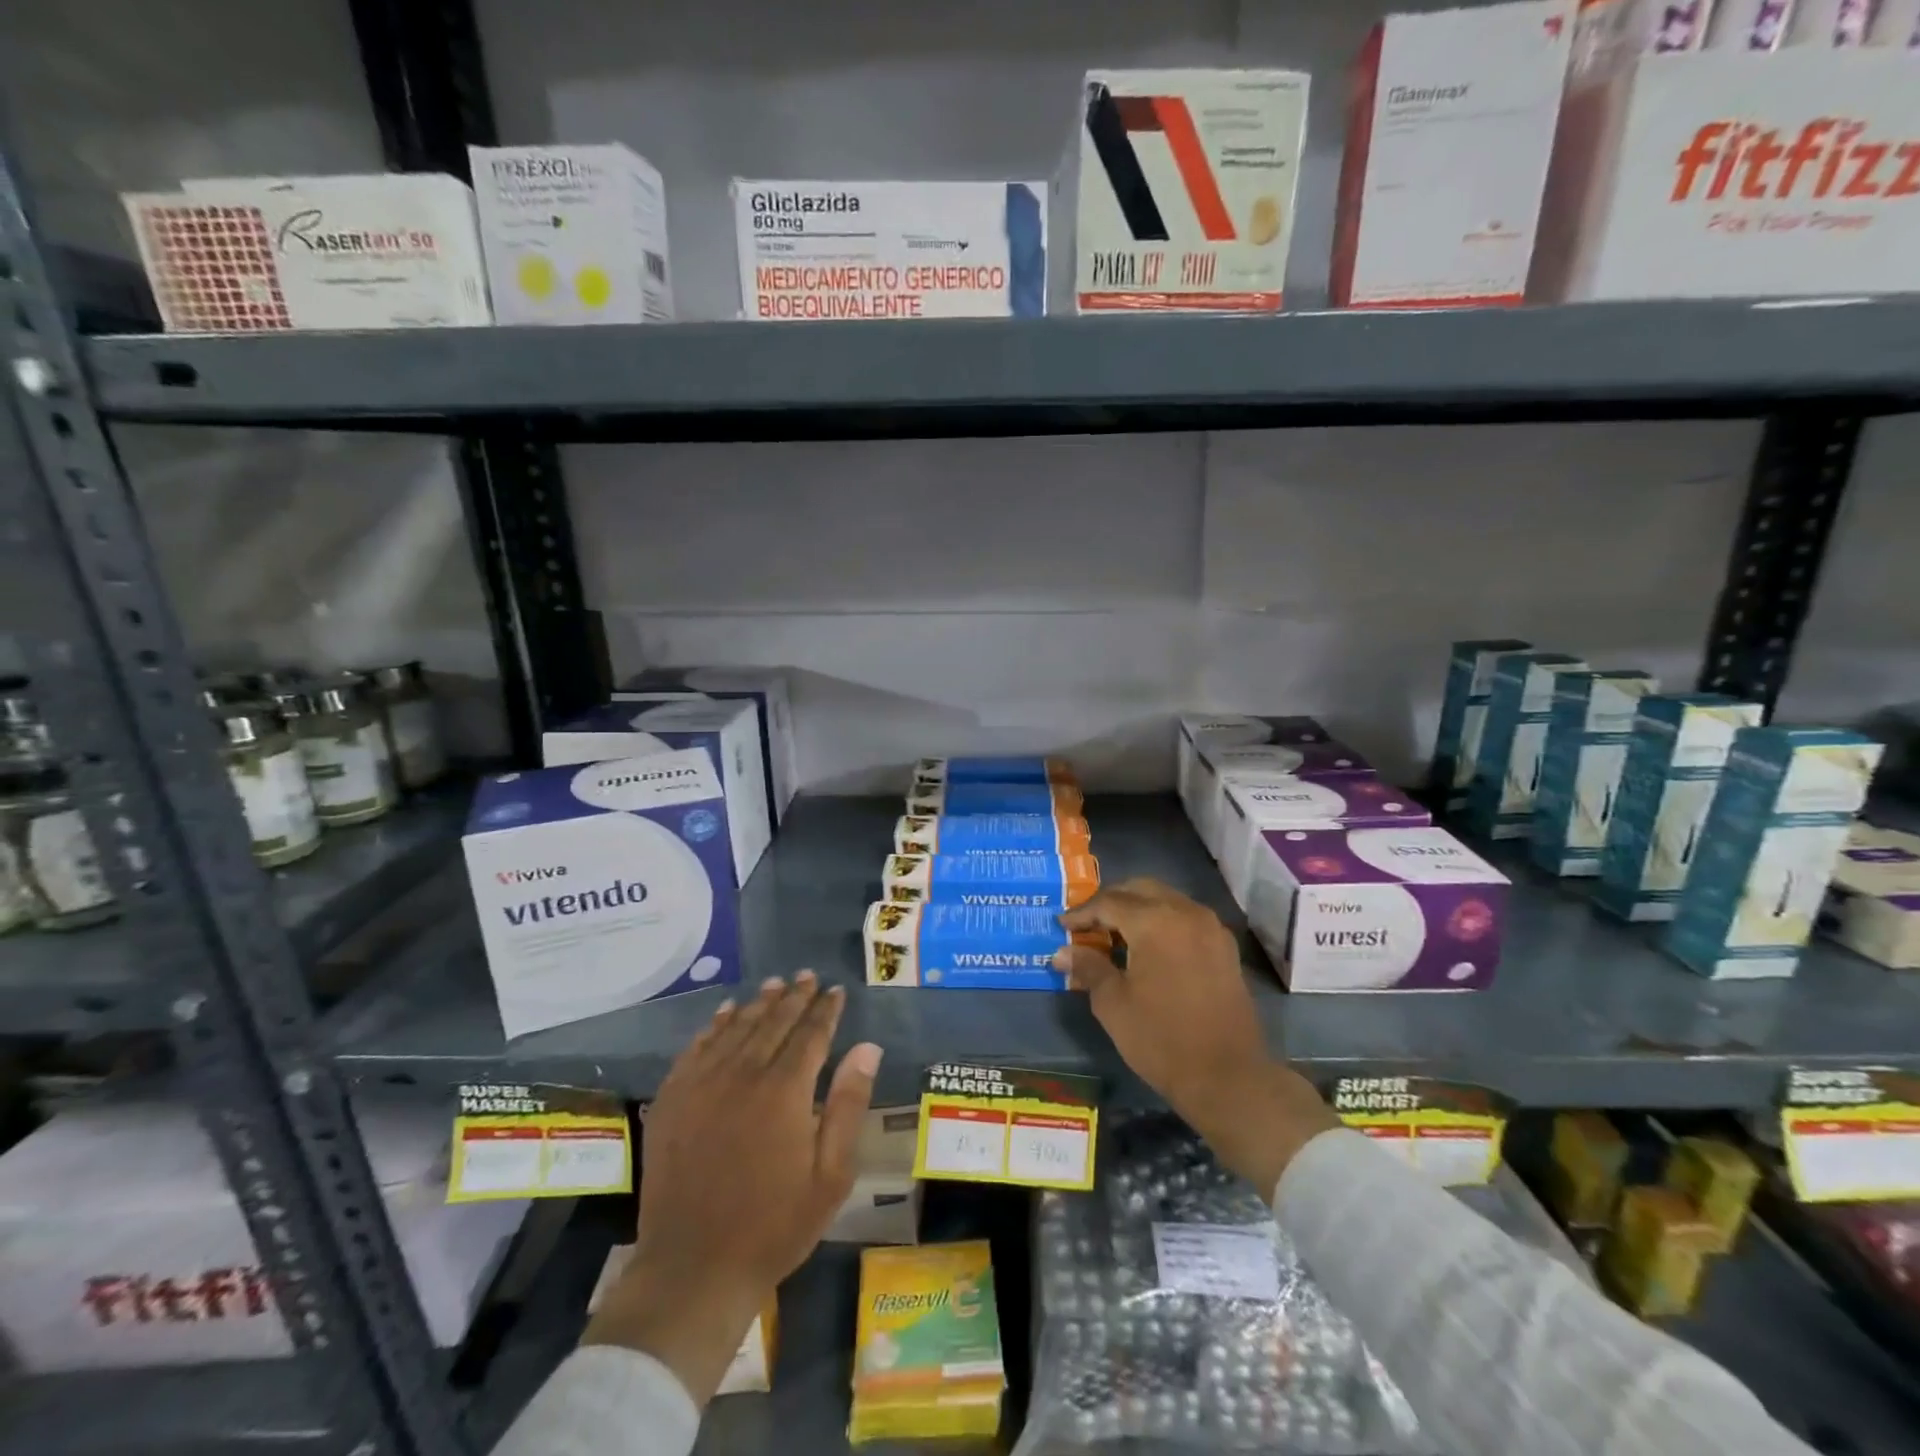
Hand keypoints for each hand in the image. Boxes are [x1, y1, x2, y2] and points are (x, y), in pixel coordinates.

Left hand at [582, 973, 881, 1405]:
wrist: (693, 1269)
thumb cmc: (774, 1225)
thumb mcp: (830, 1174)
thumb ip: (848, 1104)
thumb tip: (867, 1047)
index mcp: (785, 1091)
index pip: (811, 1034)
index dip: (825, 1010)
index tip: (835, 990)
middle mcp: (743, 1074)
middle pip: (773, 1022)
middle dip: (794, 997)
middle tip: (807, 976)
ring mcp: (702, 1085)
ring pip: (735, 1028)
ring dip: (758, 1003)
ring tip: (774, 984)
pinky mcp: (672, 1100)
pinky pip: (696, 1048)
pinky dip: (714, 1026)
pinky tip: (724, 1014)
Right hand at [1056, 879, 1337, 1197]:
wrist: (1228, 1077)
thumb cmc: (1161, 1039)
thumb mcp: (1113, 1003)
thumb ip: (1088, 967)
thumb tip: (1062, 952)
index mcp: (1155, 920)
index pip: (1108, 902)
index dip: (1081, 913)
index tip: (1061, 925)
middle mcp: (1185, 912)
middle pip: (1139, 890)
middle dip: (1110, 903)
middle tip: (1087, 926)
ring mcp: (1210, 927)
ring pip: (1164, 899)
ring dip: (1137, 909)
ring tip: (1113, 936)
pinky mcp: (1223, 946)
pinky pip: (1184, 918)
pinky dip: (1161, 921)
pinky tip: (1147, 948)